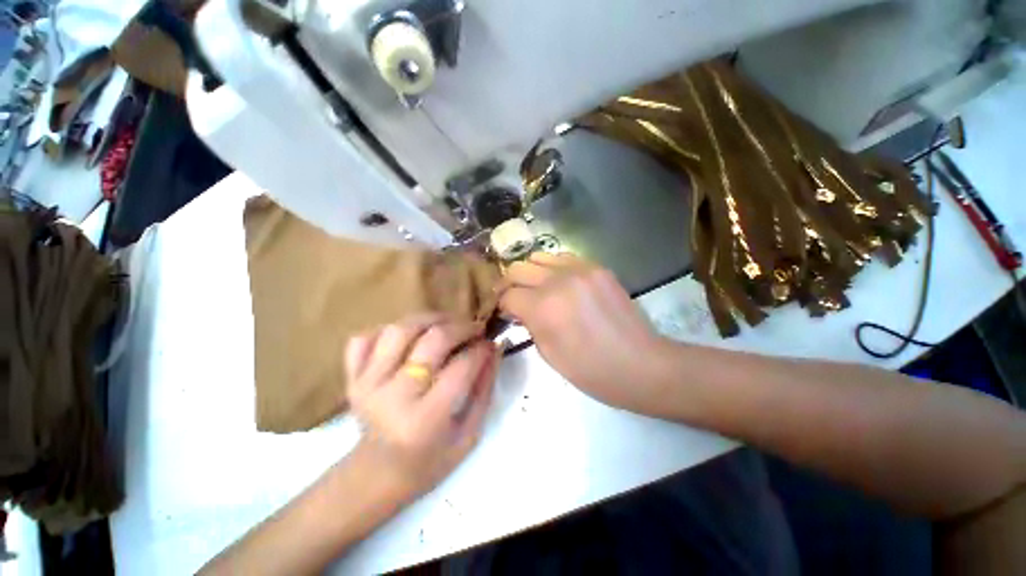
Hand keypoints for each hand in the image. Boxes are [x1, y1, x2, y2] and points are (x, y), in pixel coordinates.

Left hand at [345, 315, 498, 499]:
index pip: (463, 366)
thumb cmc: (429, 461)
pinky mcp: (352, 377)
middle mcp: (394, 396)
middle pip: (434, 339)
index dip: (482, 348)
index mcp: (426, 419)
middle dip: (462, 326)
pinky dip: (387, 331)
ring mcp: (367, 384)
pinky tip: (407, 340)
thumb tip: (493, 348)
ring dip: (430, 320)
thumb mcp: (469, 434)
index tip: (490, 344)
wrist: (375, 476)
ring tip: (446, 325)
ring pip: (401, 329)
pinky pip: (365, 337)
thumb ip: (484, 388)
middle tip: (474, 329)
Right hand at [500, 253, 667, 414]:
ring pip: (539, 256)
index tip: (505, 312)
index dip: (501, 304)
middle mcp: (558, 280)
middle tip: (514, 297)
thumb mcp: (548, 354)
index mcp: (543, 307)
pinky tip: (560, 284)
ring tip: (536, 287)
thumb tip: (519, 309)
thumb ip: (529, 324)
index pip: (507, 295)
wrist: (641, 364)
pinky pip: (564, 258)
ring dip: (532, 272)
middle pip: (518, 268)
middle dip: (510, 283)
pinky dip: (554, 269)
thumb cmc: (591, 370)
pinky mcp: (598, 268)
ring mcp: (580, 270)